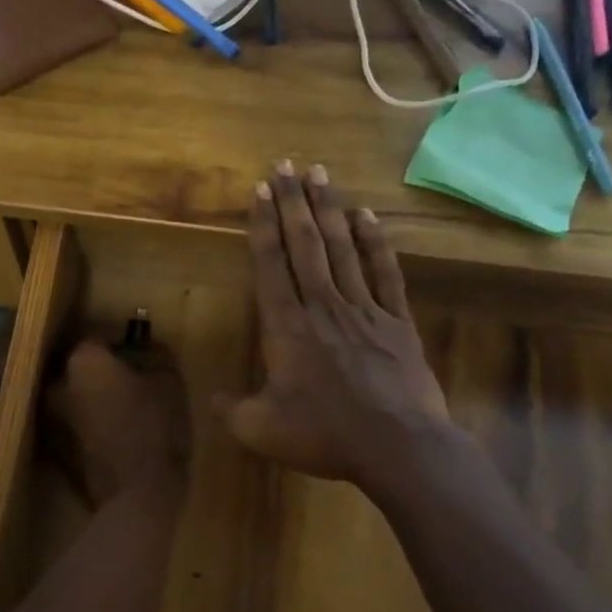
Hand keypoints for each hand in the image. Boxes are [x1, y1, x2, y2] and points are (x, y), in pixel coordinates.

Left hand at [49, 338, 190, 506]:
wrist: (136, 497)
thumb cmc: (156, 430)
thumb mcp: (170, 384)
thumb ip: (158, 356)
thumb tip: (151, 346)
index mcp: (83, 361)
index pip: (97, 333)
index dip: (120, 338)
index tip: (138, 345)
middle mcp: (57, 383)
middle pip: (79, 364)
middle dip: (101, 366)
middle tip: (130, 373)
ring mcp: (50, 418)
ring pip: (73, 393)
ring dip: (92, 393)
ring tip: (121, 402)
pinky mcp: (54, 447)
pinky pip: (72, 420)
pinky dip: (87, 418)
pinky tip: (113, 427)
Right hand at [218, 163, 459, 491]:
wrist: (398, 446)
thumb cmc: (324, 436)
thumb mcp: (262, 431)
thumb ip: (232, 411)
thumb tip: (213, 400)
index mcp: (287, 328)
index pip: (270, 265)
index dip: (263, 225)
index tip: (260, 190)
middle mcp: (323, 306)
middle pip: (305, 244)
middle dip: (292, 202)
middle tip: (285, 165)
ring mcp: (364, 309)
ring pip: (342, 248)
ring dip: (328, 209)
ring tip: (319, 174)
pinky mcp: (397, 321)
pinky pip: (383, 273)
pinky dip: (374, 243)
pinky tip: (366, 216)